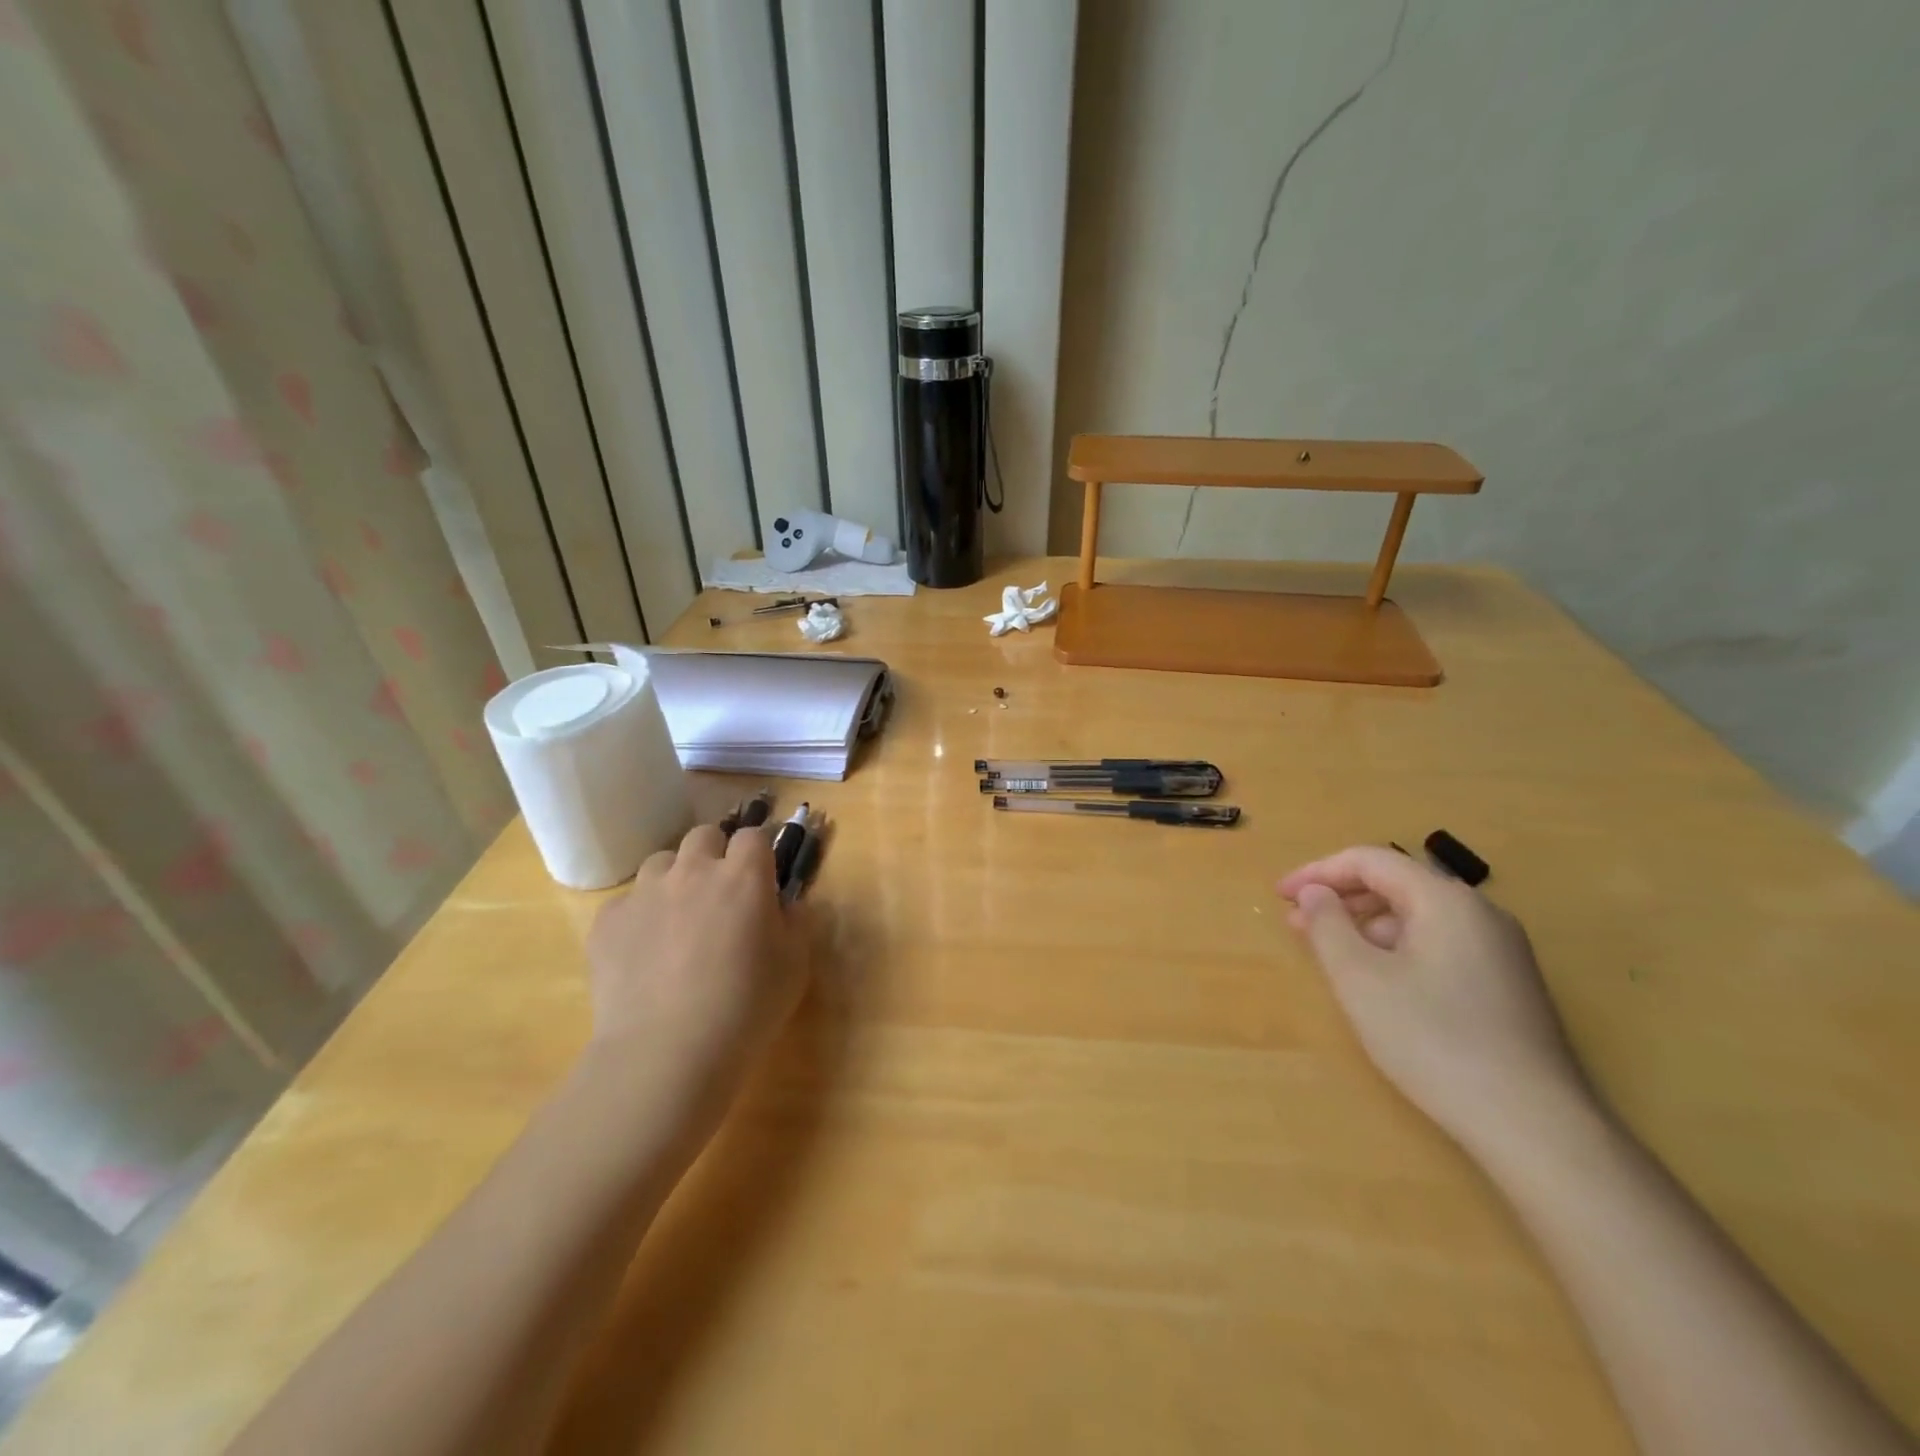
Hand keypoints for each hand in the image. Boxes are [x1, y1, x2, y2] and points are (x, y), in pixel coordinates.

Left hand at [585, 823, 811, 1114]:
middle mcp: (693, 871)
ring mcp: (645, 893)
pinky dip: (640, 917)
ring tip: (680, 921)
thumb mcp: (795, 965)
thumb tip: (785, 903)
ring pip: (662, 863)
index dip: (760, 852)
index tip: (764, 875)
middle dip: (716, 854)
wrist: (666, 1054)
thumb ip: (796, 921)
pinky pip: (628, 902)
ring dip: (676, 879)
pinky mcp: (608, 921)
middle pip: (705, 836)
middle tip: (722, 894)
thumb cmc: (746, 1008)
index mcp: (743, 876)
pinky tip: (645, 954)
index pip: (754, 836)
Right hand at [1278, 846, 1591, 1151]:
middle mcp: (1480, 913)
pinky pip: (1439, 944)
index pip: (1370, 861)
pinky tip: (1380, 983)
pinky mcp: (1508, 985)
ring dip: (1367, 925)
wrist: (1535, 1126)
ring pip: (1418, 917)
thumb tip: (1314, 893)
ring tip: (1332, 955)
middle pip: (1397, 884)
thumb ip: (1328, 925)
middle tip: (1297, 923)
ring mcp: (1501, 950)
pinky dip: (1397, 948)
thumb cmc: (1434, 1041)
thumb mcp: (1360, 979)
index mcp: (1446, 901)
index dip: (1317, 872)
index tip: (1279, 894)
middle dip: (1341, 898)